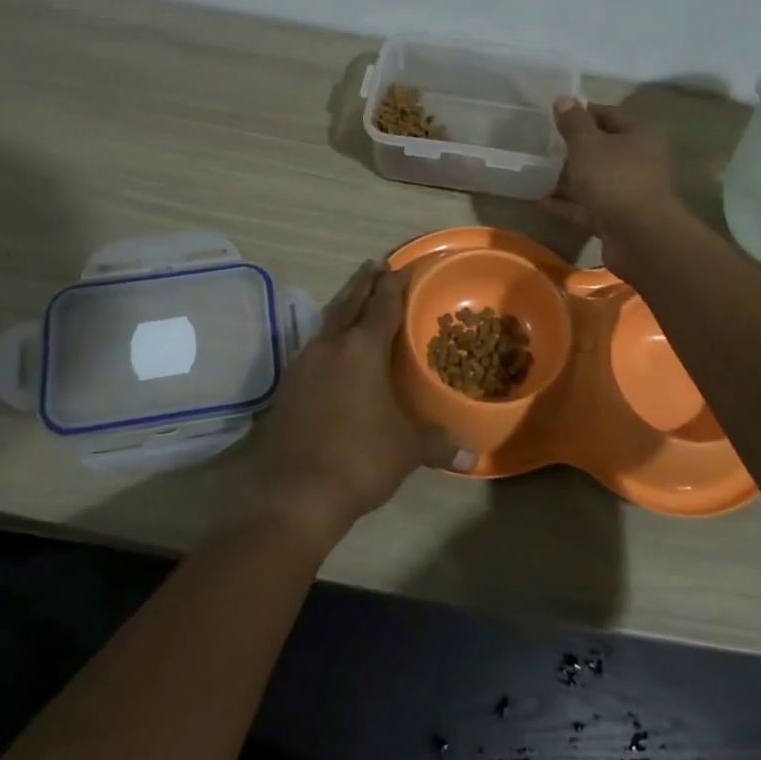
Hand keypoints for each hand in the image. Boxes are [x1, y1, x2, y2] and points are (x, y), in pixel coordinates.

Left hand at [247, 260, 472, 548]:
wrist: (294, 495)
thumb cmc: (359, 459)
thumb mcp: (407, 450)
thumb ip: (438, 443)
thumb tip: (472, 454)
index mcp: (361, 348)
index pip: (383, 303)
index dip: (397, 282)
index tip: (406, 265)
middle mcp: (330, 346)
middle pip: (349, 302)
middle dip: (365, 282)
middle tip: (377, 265)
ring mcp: (303, 364)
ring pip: (327, 322)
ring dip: (344, 307)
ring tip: (356, 300)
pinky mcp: (287, 386)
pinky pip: (314, 348)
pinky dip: (329, 338)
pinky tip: (333, 351)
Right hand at [540, 97, 681, 271]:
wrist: (640, 237)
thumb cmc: (615, 179)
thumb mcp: (588, 145)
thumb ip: (574, 123)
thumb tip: (564, 98)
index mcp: (638, 136)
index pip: (610, 114)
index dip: (584, 112)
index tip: (556, 114)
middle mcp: (637, 162)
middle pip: (603, 149)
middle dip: (575, 148)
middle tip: (543, 144)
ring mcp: (627, 193)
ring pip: (594, 180)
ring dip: (569, 178)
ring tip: (537, 172)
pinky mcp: (616, 220)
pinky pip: (587, 208)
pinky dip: (567, 205)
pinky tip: (541, 202)